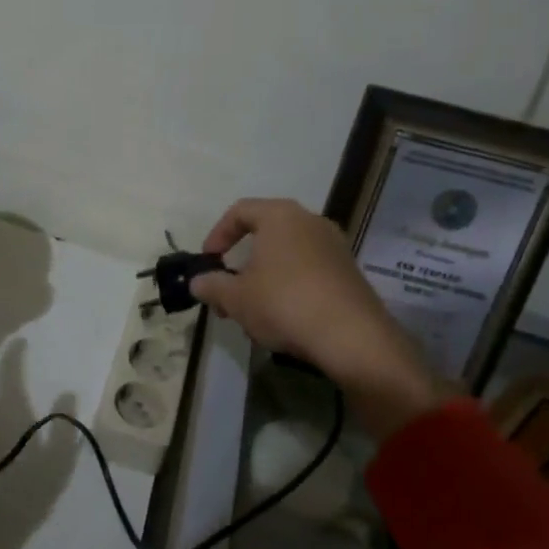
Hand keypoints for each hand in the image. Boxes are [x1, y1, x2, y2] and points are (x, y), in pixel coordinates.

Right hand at [191, 198, 444, 439]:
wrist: (352, 337)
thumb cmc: (284, 303)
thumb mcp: (236, 298)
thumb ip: (211, 285)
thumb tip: (197, 282)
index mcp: (280, 216)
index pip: (240, 211)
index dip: (217, 234)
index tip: (208, 262)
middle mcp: (311, 221)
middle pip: (265, 234)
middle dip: (240, 264)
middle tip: (226, 293)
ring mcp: (335, 246)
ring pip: (287, 256)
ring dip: (264, 279)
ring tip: (251, 312)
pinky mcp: (349, 273)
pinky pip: (309, 272)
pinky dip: (290, 288)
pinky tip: (283, 319)